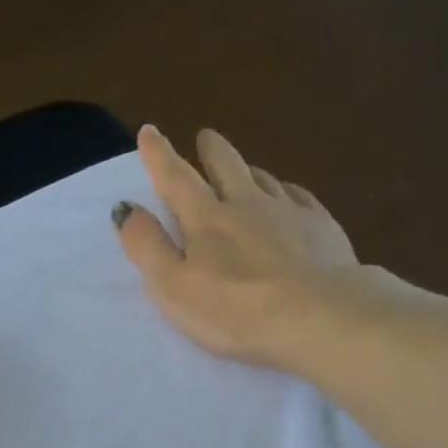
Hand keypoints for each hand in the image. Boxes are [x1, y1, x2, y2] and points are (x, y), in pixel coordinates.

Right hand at [113, 125, 358, 365]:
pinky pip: (300, 197)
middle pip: (226, 166)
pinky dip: (288, 191)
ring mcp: (289, 212)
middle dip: (211, 150)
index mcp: (206, 220)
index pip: (176, 180)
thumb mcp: (174, 288)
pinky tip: (290, 198)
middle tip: (205, 136)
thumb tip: (125, 208)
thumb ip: (148, 248)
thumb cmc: (235, 311)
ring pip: (264, 179)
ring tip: (245, 169)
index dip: (159, 156)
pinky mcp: (322, 228)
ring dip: (248, 170)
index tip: (149, 132)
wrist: (318, 316)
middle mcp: (246, 204)